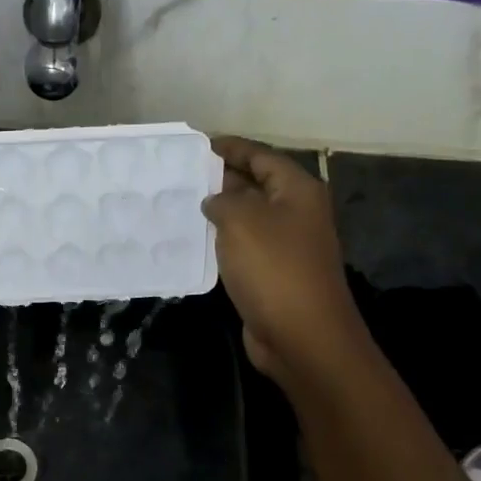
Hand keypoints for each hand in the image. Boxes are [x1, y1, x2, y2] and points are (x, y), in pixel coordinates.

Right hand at [202, 136, 365, 385]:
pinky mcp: (273, 273)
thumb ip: (222, 199)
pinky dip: (220, 240)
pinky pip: (243, 245)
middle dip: (220, 177)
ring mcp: (286, 244)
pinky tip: (193, 240)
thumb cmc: (274, 268)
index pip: (260, 156)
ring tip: (178, 203)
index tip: (197, 145)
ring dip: (218, 211)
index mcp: (297, 190)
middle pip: (255, 184)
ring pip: (246, 217)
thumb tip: (214, 200)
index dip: (230, 147)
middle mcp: (296, 212)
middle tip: (179, 173)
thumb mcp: (242, 220)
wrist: (302, 335)